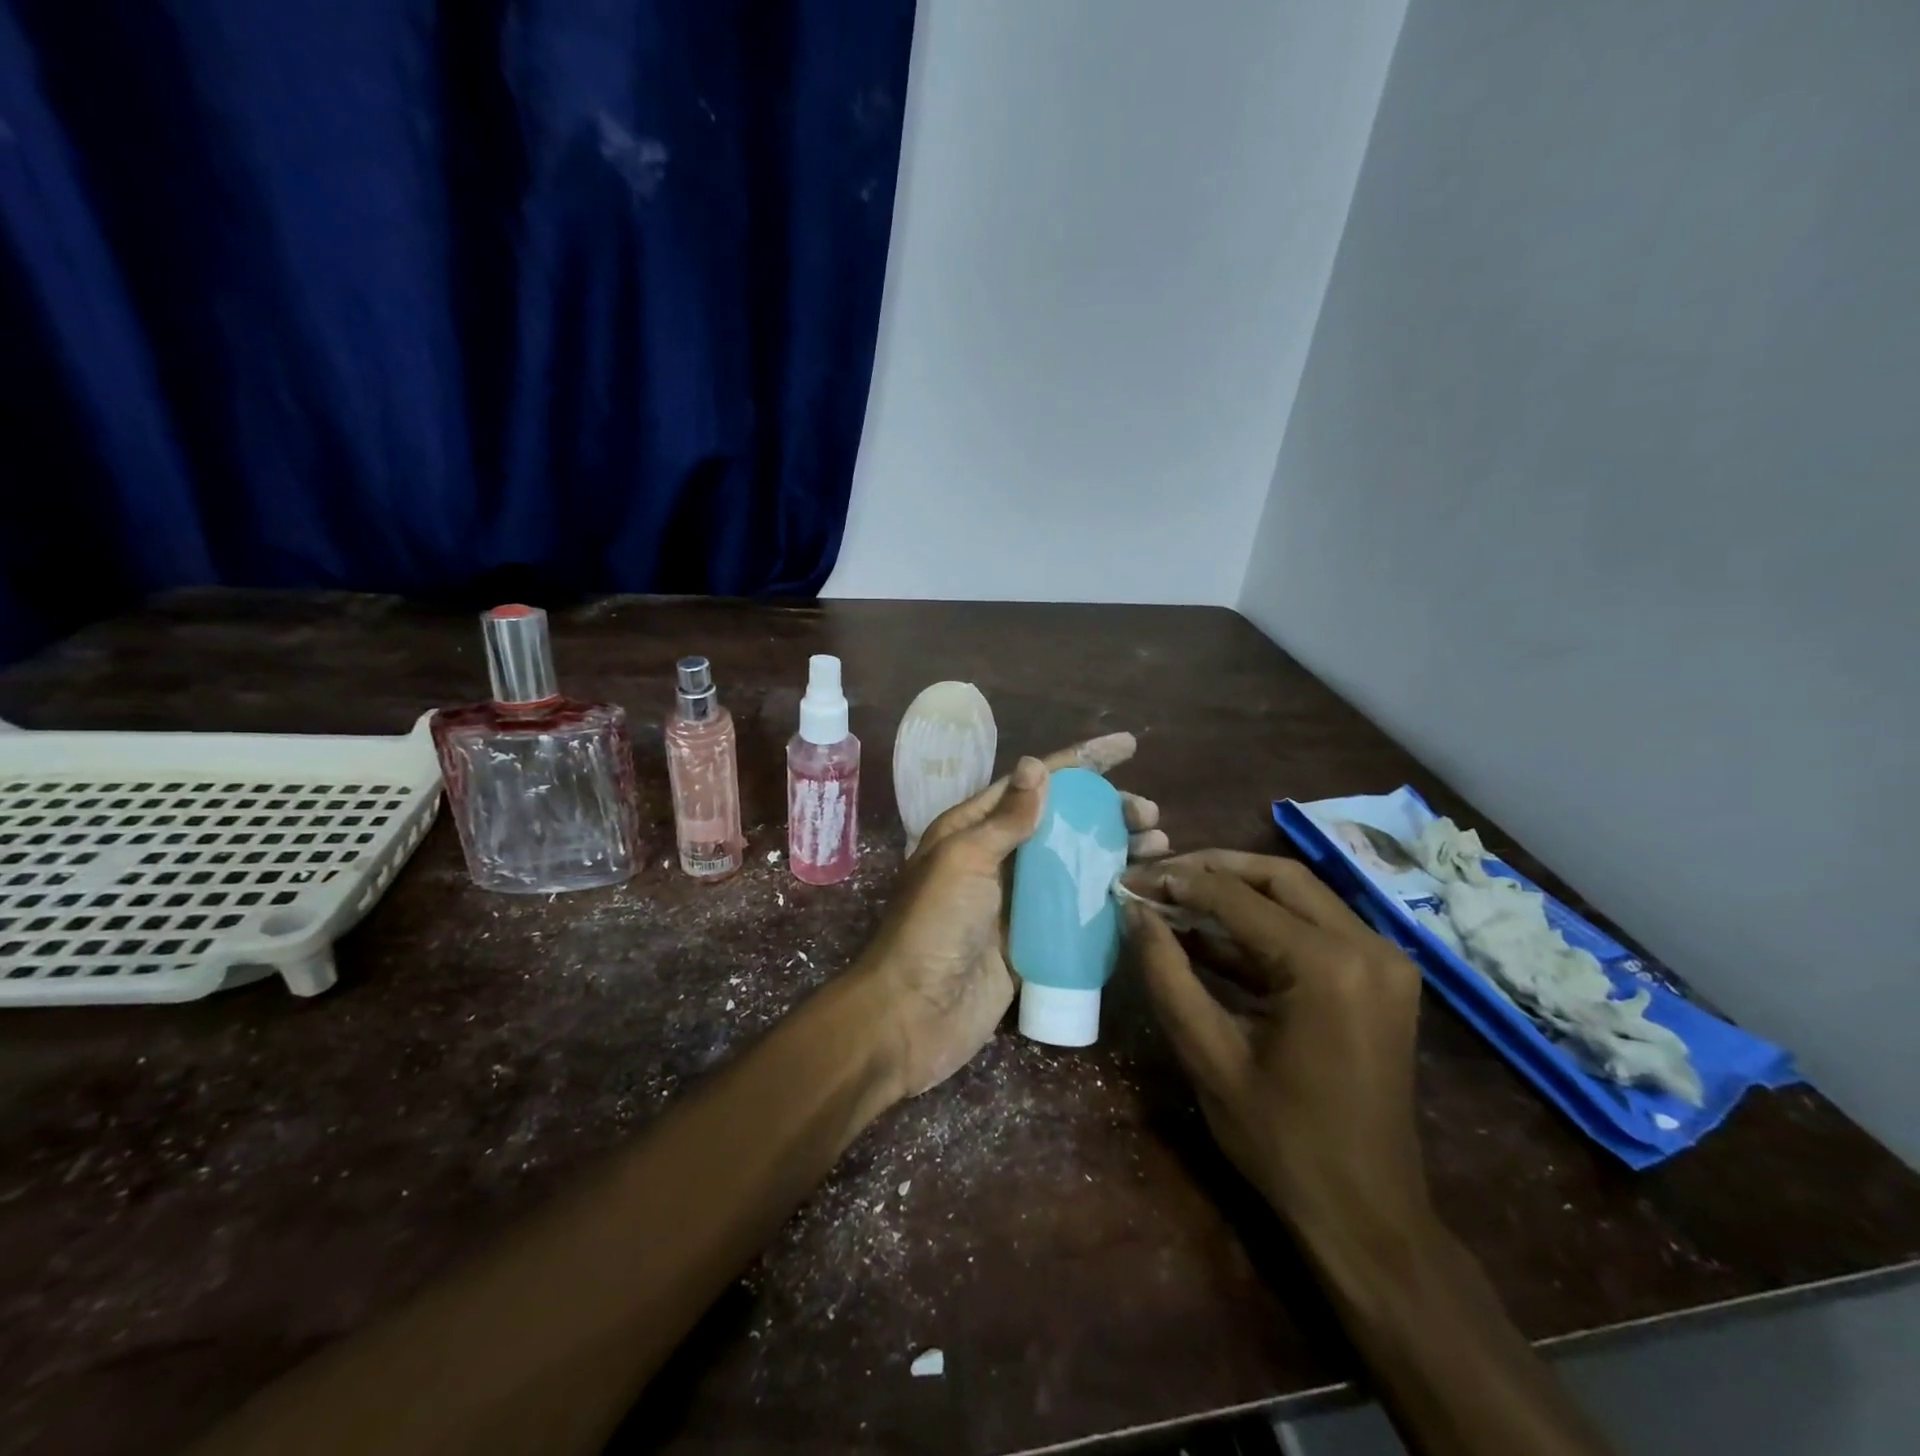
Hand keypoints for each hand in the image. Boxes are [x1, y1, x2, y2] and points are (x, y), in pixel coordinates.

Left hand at [856, 733, 1162, 1099]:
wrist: (913, 1014)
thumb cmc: (933, 927)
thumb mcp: (965, 860)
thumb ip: (1006, 819)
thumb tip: (1036, 767)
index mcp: (973, 828)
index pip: (1034, 783)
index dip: (1080, 762)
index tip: (1127, 747)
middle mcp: (998, 857)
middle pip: (1062, 821)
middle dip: (1107, 810)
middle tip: (1150, 814)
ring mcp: (1017, 900)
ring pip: (1074, 863)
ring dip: (1115, 850)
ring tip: (1158, 844)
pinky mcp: (1033, 939)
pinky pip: (1075, 908)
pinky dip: (1107, 895)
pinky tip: (1139, 888)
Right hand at [1121, 850, 1429, 1237]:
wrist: (1367, 1213)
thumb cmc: (1281, 1141)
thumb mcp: (1208, 1055)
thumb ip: (1166, 974)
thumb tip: (1135, 911)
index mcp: (1328, 966)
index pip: (1238, 897)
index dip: (1177, 881)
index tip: (1130, 877)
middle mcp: (1368, 946)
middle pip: (1278, 877)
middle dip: (1211, 868)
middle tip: (1156, 876)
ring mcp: (1383, 960)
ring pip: (1298, 895)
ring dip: (1236, 891)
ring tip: (1175, 896)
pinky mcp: (1380, 977)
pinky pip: (1314, 927)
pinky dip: (1262, 924)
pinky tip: (1211, 931)